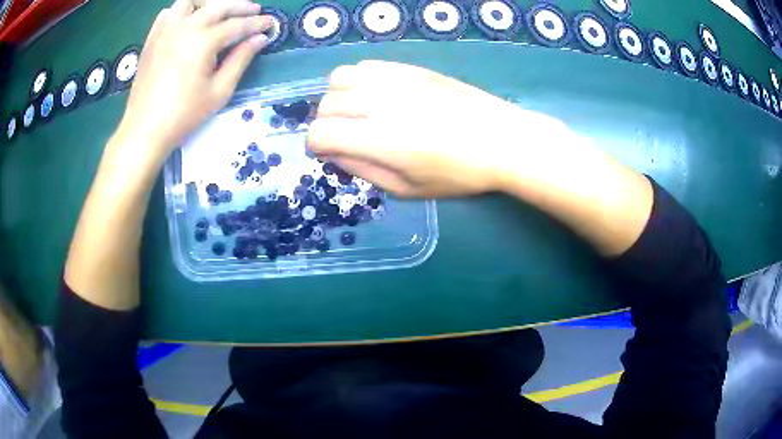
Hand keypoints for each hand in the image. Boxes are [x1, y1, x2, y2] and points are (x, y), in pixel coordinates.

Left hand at [116, 0, 273, 162]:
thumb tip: (260, 39)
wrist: (144, 130)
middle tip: (254, 11)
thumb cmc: (183, 115)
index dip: (257, 23)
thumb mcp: (219, 91)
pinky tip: (188, 21)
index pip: (238, 25)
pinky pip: (167, 13)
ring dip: (209, 3)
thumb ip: (241, 60)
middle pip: (218, 6)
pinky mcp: (152, 39)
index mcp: (204, 40)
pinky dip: (181, 12)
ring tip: (218, 11)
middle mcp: (185, 27)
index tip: (270, 23)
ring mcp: (165, 31)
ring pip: (190, 1)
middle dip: (240, 6)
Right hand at [307, 61, 572, 197]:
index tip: (331, 153)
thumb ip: (364, 171)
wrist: (501, 139)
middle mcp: (379, 102)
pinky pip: (365, 65)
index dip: (317, 146)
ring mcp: (394, 79)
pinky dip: (359, 81)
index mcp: (378, 138)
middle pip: (326, 104)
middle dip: (328, 124)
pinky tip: (377, 95)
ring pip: (339, 78)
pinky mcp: (408, 67)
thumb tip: (335, 154)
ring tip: (358, 112)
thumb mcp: (407, 188)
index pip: (320, 133)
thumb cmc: (458, 173)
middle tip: (348, 137)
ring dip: (339, 97)